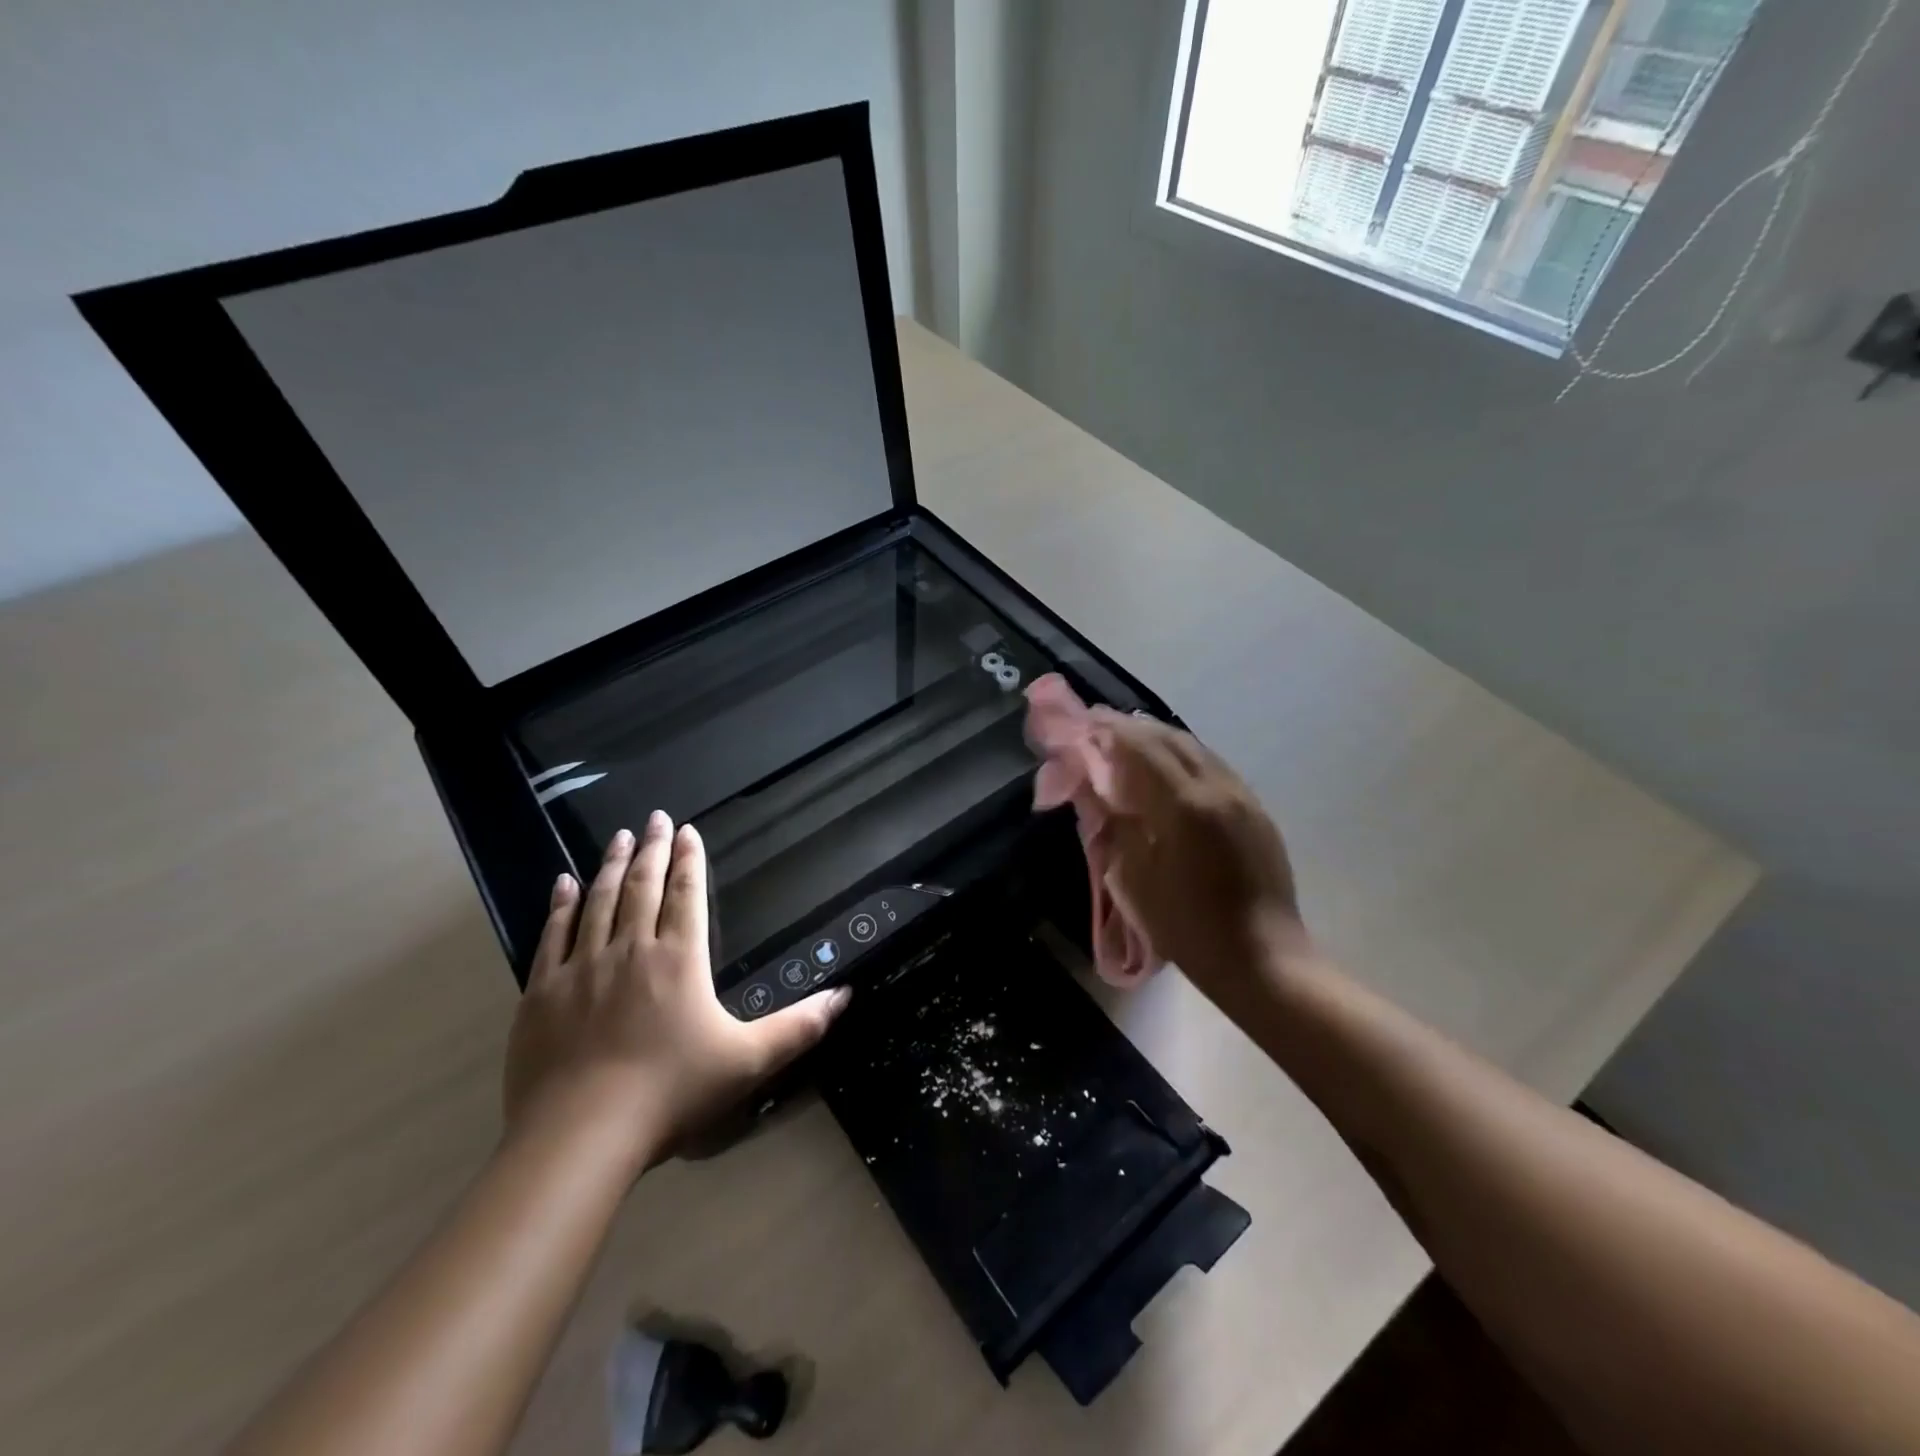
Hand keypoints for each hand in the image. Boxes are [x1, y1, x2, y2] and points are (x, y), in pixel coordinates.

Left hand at [503, 812, 850, 1168]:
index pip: (687, 895)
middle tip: (657, 816)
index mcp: (680, 959)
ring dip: (611, 865)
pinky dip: (559, 905)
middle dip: (654, 849)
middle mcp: (631, 950)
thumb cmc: (670, 1093)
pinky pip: (552, 935)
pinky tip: (562, 883)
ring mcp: (582, 967)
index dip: (690, 860)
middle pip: (643, 887)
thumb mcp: (748, 1062)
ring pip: (598, 901)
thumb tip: (845, 995)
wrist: (579, 1136)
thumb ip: (798, 1027)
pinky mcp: (542, 992)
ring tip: (620, 837)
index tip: (690, 830)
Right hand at [1089, 711, 1308, 1001]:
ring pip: (1197, 749)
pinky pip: (1214, 768)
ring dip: (1160, 739)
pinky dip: (1184, 758)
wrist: (1262, 959)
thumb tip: (1098, 788)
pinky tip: (1169, 769)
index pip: (1141, 747)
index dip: (1109, 730)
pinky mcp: (1256, 812)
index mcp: (1185, 805)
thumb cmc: (1189, 928)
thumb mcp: (1136, 879)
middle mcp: (1218, 789)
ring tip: (1130, 741)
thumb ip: (1117, 825)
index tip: (1083, 721)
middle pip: (1171, 739)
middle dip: (1133, 728)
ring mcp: (1243, 798)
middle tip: (1100, 725)